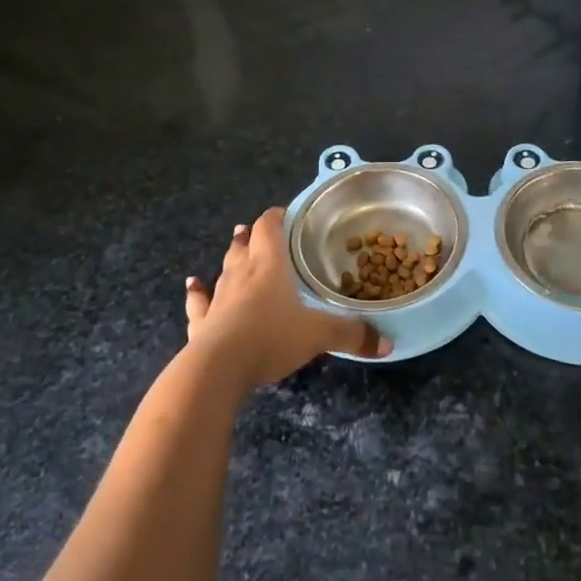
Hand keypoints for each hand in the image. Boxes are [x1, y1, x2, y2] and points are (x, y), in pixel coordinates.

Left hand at [183, 207, 391, 388]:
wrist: (218, 367)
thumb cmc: (271, 337)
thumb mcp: (319, 335)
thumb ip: (352, 335)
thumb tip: (387, 344)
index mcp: (269, 266)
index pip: (270, 228)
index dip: (276, 218)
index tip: (285, 213)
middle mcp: (241, 274)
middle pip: (245, 245)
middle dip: (252, 236)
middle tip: (256, 230)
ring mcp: (218, 297)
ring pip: (223, 268)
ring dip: (230, 257)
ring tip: (234, 242)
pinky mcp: (201, 323)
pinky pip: (199, 302)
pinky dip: (197, 293)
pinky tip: (193, 284)